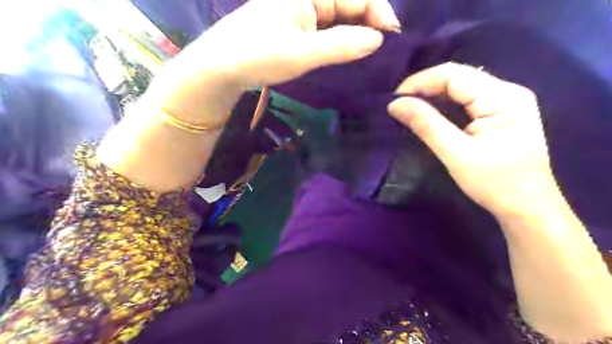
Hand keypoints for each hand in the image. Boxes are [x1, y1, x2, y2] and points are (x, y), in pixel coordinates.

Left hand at [144, 0, 400, 123]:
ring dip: (357, 37)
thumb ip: (341, 45)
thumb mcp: (302, 52)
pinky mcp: (297, 30)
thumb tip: (378, 40)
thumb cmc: (258, 55)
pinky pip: (327, 32)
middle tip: (384, 54)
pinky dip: (341, 43)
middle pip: (350, 5)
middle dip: (370, 25)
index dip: (380, 13)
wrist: (221, 67)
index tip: (393, 39)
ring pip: (340, 20)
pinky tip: (349, 57)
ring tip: (372, 58)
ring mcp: (302, 13)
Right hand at [390, 62, 560, 218]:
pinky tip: (430, 113)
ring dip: (433, 95)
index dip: (420, 81)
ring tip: (410, 107)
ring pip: (461, 87)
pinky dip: (445, 104)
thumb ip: (426, 124)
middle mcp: (508, 91)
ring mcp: (507, 101)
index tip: (395, 98)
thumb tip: (395, 104)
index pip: (454, 74)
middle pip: (458, 77)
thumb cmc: (494, 183)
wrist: (527, 206)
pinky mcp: (501, 113)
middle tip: (399, 104)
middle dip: (425, 87)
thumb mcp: (455, 154)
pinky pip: (467, 99)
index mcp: (502, 97)